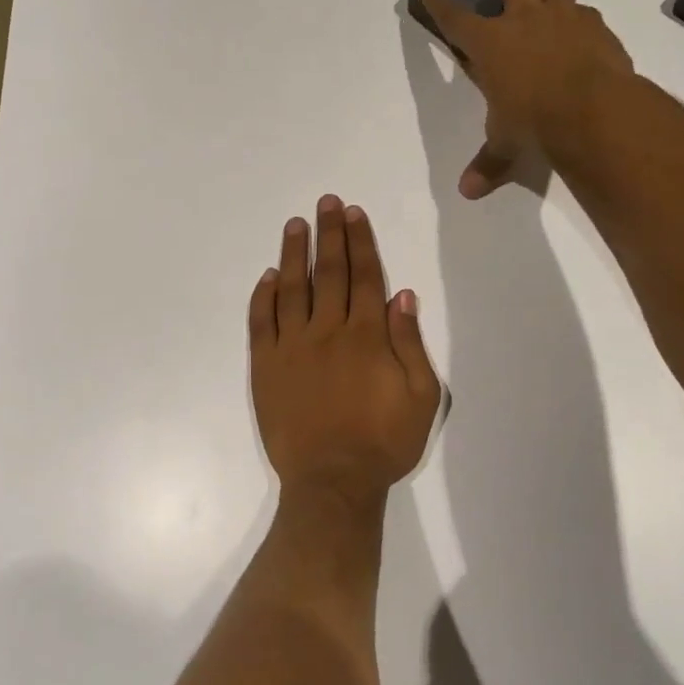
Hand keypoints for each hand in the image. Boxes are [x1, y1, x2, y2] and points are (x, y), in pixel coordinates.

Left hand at [249, 195, 442, 507]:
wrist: (332, 481)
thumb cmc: (383, 442)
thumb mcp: (421, 396)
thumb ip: (410, 343)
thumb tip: (401, 295)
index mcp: (367, 336)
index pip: (364, 276)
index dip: (360, 241)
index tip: (353, 213)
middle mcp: (328, 331)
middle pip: (329, 272)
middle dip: (329, 234)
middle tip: (326, 202)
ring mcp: (291, 347)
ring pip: (292, 289)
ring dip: (294, 253)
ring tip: (295, 224)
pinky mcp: (266, 366)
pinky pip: (261, 322)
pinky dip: (264, 296)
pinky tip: (268, 276)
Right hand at [420, 0, 636, 199]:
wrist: (592, 110)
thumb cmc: (533, 121)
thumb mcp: (505, 144)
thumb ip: (488, 163)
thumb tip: (468, 192)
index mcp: (491, 44)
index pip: (456, 19)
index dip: (441, 3)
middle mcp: (525, 21)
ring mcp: (565, 19)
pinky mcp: (598, 29)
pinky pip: (586, 14)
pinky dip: (581, 15)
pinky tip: (584, 21)